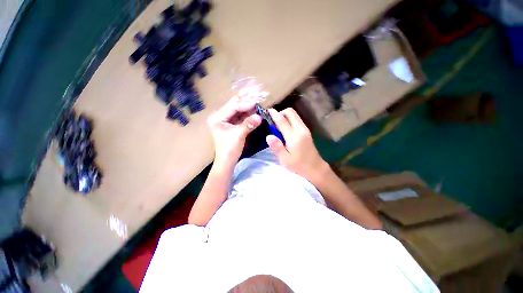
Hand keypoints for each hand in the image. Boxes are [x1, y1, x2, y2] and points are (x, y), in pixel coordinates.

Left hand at [207, 97, 261, 166]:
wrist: (227, 162)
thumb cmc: (229, 150)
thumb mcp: (238, 136)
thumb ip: (249, 124)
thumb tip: (260, 116)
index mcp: (217, 118)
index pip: (233, 107)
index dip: (245, 105)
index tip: (257, 103)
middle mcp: (220, 117)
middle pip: (235, 107)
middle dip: (247, 105)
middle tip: (259, 103)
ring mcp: (226, 121)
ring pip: (239, 112)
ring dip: (249, 110)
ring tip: (259, 108)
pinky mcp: (232, 125)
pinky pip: (241, 117)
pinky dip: (249, 116)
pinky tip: (256, 114)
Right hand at [266, 108, 328, 184]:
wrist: (316, 169)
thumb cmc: (299, 166)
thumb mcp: (285, 159)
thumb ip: (277, 146)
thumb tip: (268, 135)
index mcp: (294, 136)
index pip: (282, 120)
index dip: (274, 114)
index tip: (266, 110)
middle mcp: (300, 129)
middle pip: (290, 112)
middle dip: (280, 112)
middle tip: (272, 121)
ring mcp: (305, 129)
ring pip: (294, 115)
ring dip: (285, 116)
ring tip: (277, 125)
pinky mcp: (306, 131)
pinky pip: (297, 120)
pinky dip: (289, 120)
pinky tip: (285, 129)